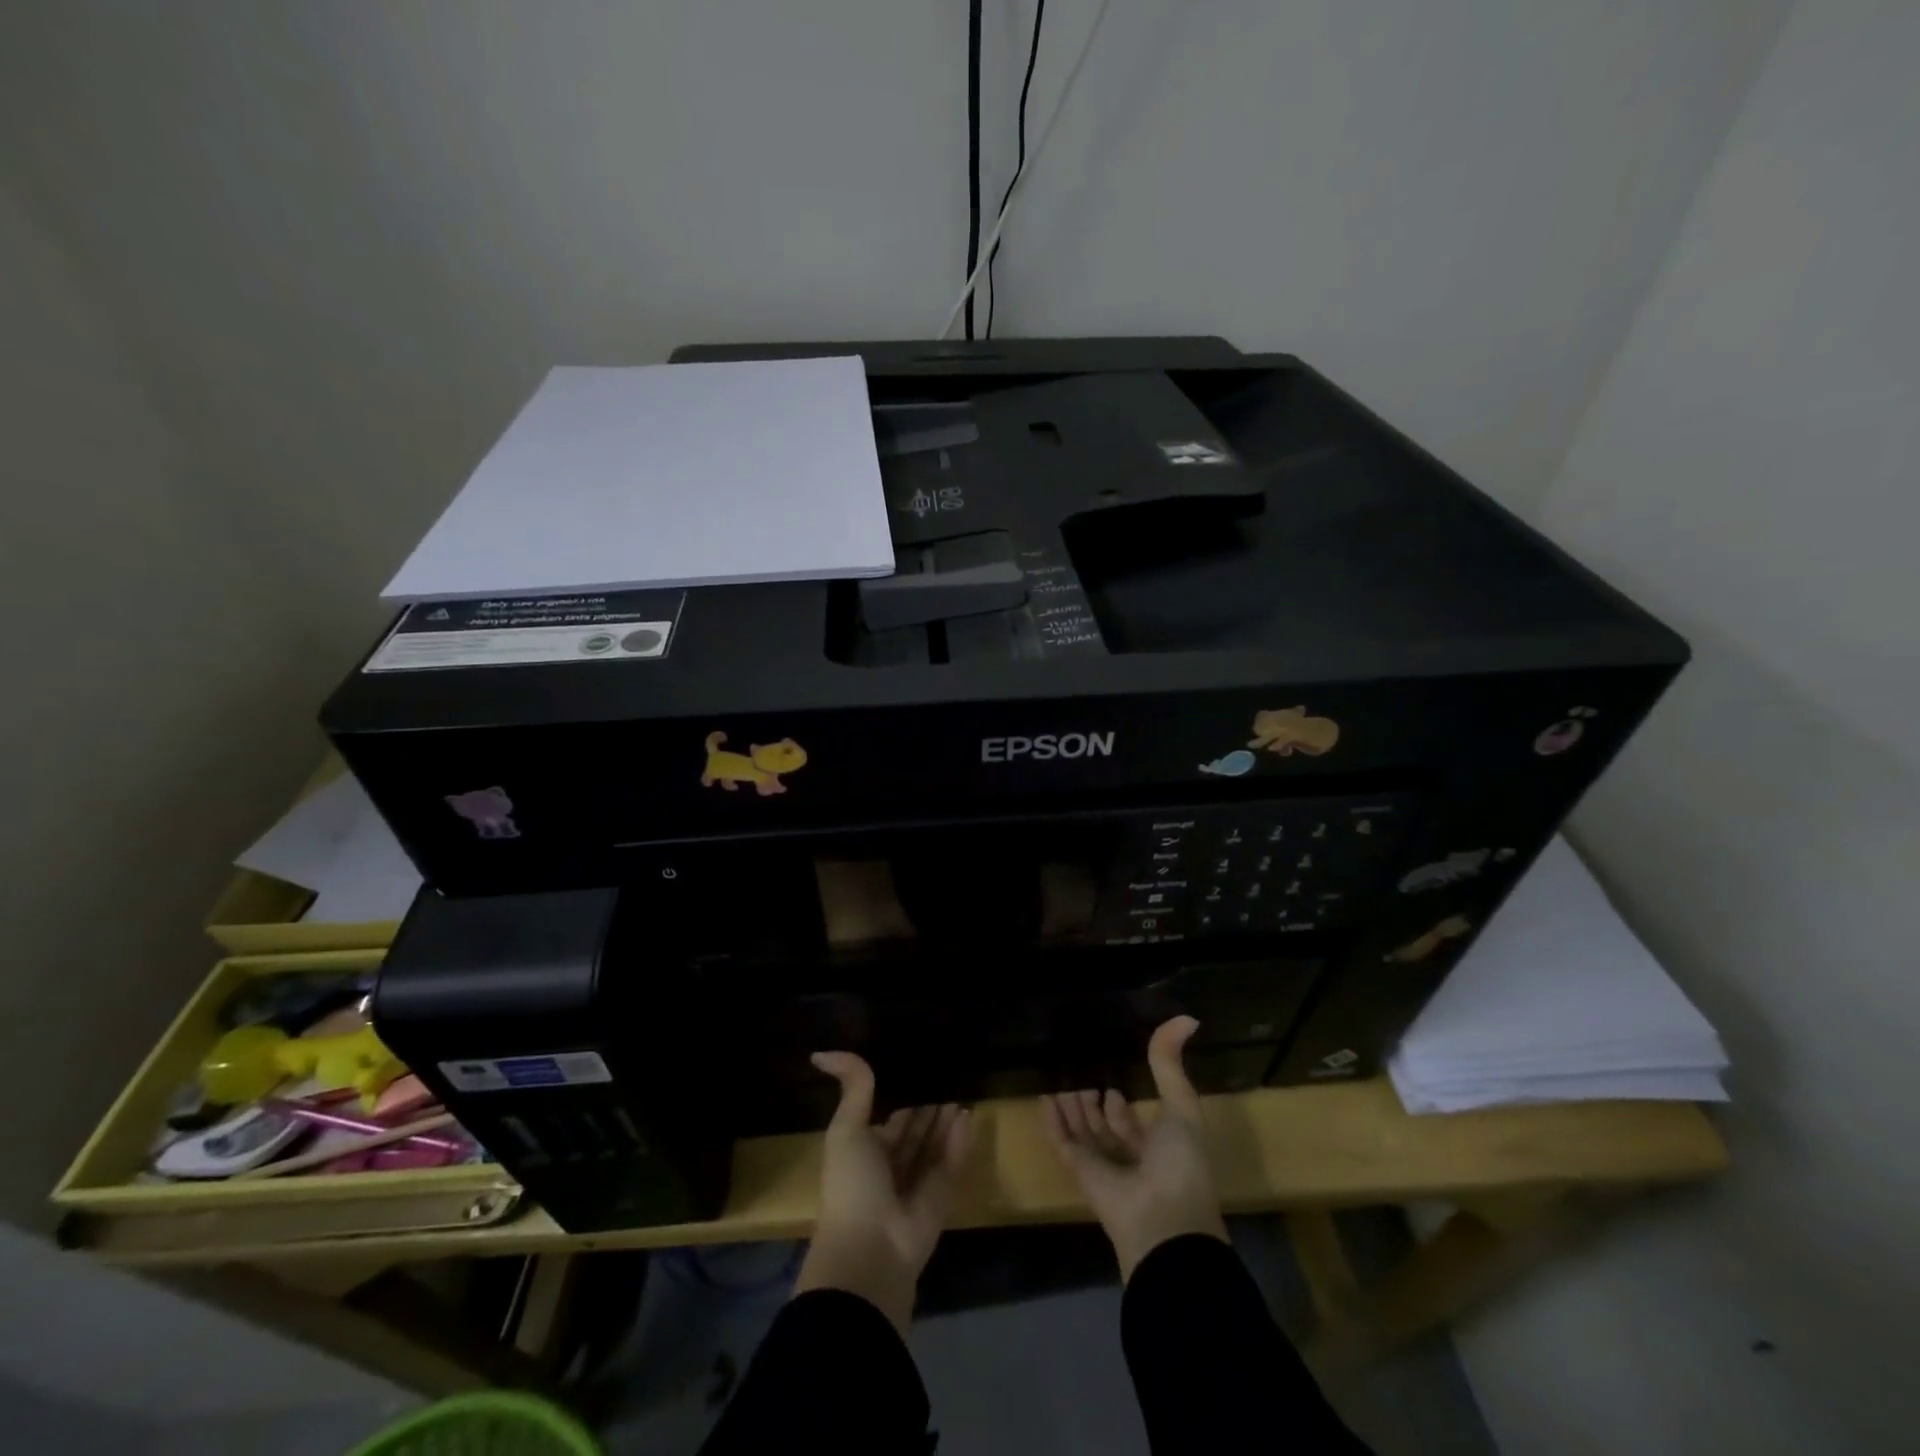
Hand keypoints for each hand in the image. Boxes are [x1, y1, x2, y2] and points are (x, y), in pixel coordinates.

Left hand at [794, 1052, 973, 1331]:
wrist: (871, 1252)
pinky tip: (970, 1114)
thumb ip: (851, 1088)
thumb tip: (820, 1052)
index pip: (889, 1120)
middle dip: (928, 1108)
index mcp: (865, 1152)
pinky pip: (952, 1163)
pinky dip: (960, 1141)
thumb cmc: (852, 1185)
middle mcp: (890, 1168)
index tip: (920, 1069)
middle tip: (949, 1075)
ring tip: (962, 1089)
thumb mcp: (846, 1129)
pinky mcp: (941, 1198)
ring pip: (935, 1146)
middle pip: (915, 1132)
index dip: (902, 1098)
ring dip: (946, 1121)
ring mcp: (917, 1185)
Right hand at [1040, 1016, 1227, 1279]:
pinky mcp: (1082, 1174)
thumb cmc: (1180, 1162)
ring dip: (1072, 1110)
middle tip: (1081, 1075)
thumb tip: (1187, 1017)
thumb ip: (1171, 1064)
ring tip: (1059, 1081)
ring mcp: (1105, 1169)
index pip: (1136, 1128)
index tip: (1113, 1083)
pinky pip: (1064, 1143)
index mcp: (1160, 1149)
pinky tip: (1044, 1098)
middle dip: (1094, 1106)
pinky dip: (1053, 1122)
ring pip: (1083, 1134)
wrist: (1164, 1221)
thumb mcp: (1181, 1106)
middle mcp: (1132, 1160)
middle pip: (1106, 1130)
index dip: (1124, 1109)